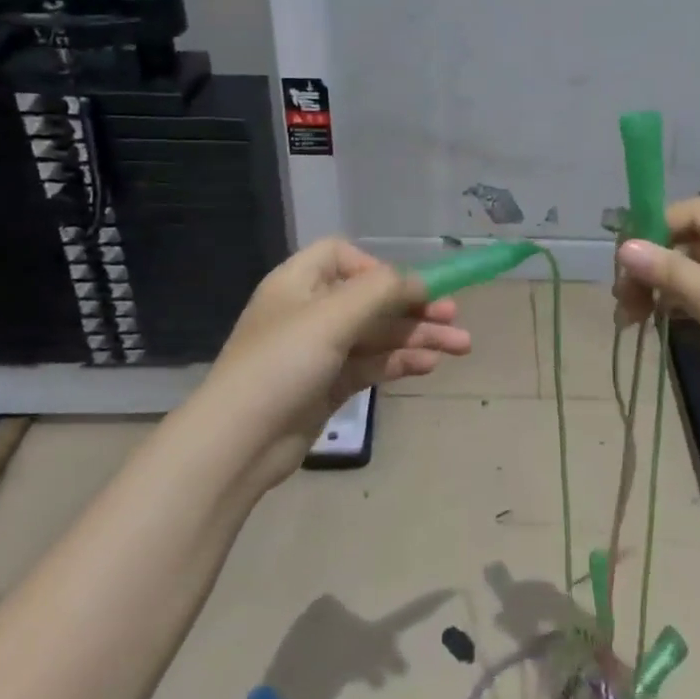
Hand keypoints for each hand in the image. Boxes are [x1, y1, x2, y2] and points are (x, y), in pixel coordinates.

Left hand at [204, 238, 470, 487]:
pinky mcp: (329, 384)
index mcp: (300, 282)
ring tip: (461, 346)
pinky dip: (400, 361)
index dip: (376, 266)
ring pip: (378, 334)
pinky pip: (372, 363)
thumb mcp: (334, 315)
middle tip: (455, 317)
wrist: (238, 443)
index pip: (342, 256)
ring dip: (418, 337)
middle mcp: (310, 310)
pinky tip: (430, 365)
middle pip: (371, 298)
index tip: (403, 288)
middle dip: (415, 307)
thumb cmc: (283, 362)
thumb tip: (419, 283)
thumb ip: (382, 290)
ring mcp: (320, 350)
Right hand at [613, 198, 699, 413]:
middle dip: (653, 266)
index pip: (691, 211)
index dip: (653, 227)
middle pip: (692, 242)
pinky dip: (685, 306)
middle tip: (623, 300)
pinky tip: (662, 325)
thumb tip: (625, 247)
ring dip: (664, 289)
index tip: (622, 259)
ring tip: (632, 319)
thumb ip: (669, 270)